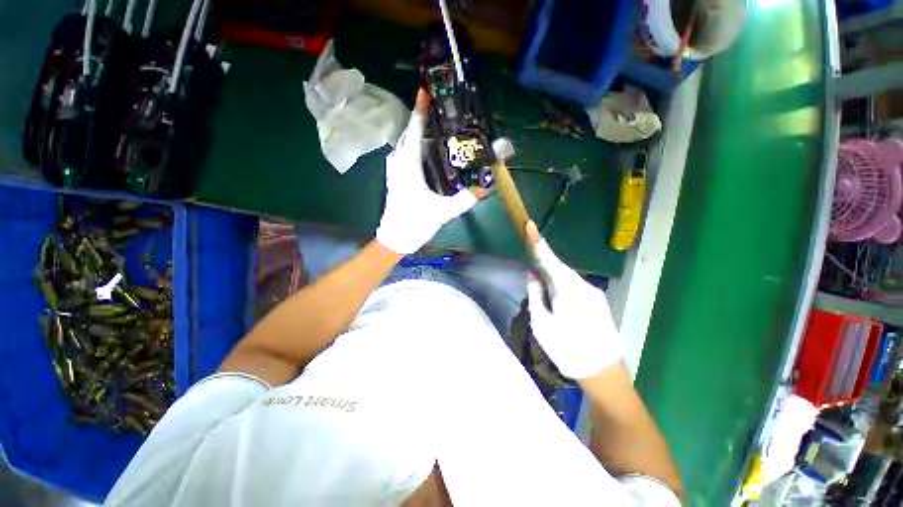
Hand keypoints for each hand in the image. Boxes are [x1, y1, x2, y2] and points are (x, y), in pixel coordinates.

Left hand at [375, 90, 486, 254]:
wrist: (394, 238)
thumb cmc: (413, 223)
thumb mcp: (441, 212)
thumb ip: (463, 200)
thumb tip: (483, 188)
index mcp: (407, 165)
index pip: (414, 130)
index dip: (421, 109)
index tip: (427, 90)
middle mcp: (398, 161)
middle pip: (410, 132)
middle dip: (424, 117)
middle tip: (444, 109)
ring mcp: (395, 168)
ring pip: (407, 142)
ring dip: (421, 131)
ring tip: (440, 126)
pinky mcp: (397, 176)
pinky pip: (407, 152)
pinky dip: (418, 145)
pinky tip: (432, 149)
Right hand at [524, 221, 622, 378]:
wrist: (603, 373)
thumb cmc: (567, 349)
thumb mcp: (541, 322)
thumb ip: (535, 294)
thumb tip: (531, 274)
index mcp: (567, 288)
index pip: (549, 258)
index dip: (537, 242)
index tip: (530, 225)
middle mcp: (583, 285)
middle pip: (558, 267)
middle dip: (543, 263)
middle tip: (531, 269)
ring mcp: (593, 293)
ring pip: (567, 277)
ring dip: (553, 278)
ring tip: (543, 293)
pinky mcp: (597, 302)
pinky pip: (575, 286)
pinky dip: (562, 286)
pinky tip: (557, 300)